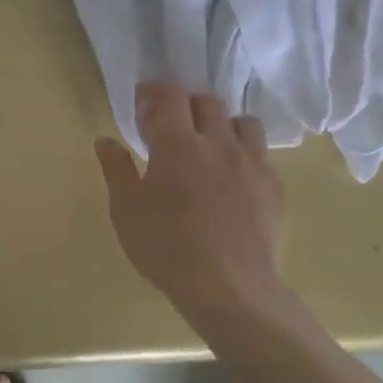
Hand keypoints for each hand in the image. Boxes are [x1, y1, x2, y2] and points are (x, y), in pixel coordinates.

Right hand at [94, 83, 287, 329]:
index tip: (144, 102)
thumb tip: (106, 141)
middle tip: (171, 127)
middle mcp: (220, 144)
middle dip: (187, 106)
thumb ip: (116, 169)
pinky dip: (245, 157)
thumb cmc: (166, 246)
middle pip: (208, 102)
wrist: (230, 290)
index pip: (170, 95)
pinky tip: (233, 182)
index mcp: (178, 144)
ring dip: (223, 125)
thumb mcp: (126, 209)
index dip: (155, 91)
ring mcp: (254, 165)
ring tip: (210, 148)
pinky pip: (262, 157)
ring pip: (244, 123)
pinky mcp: (276, 190)